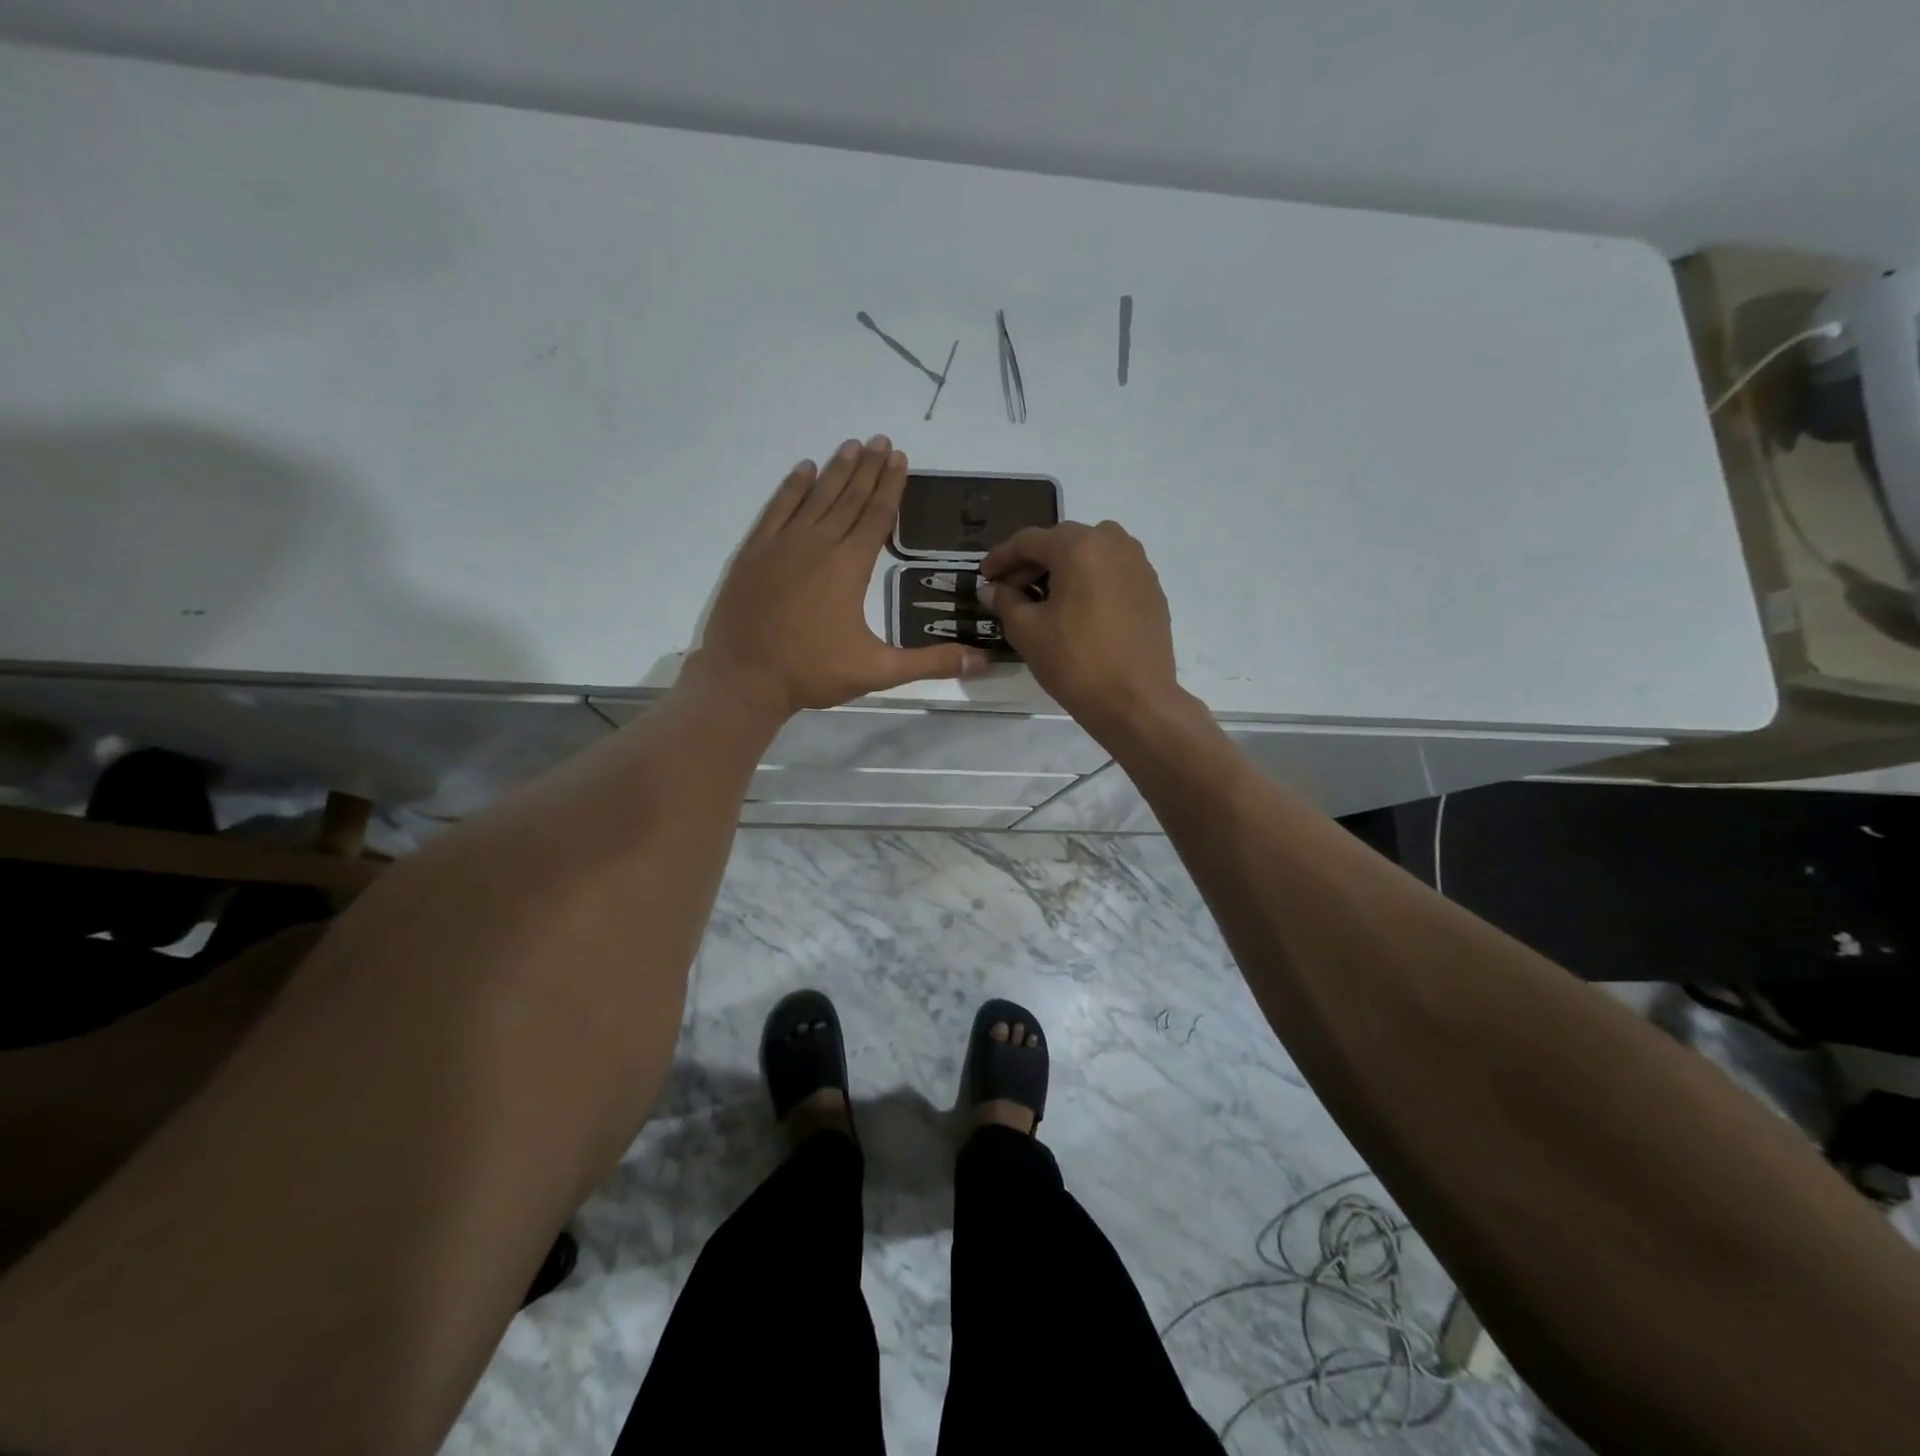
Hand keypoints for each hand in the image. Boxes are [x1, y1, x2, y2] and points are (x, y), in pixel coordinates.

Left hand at [690, 436, 990, 718]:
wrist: (744, 677)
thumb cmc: (812, 672)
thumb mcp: (878, 671)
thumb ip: (930, 663)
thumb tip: (982, 662)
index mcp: (849, 567)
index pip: (876, 516)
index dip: (891, 486)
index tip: (900, 457)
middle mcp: (818, 544)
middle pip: (848, 498)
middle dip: (869, 469)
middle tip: (882, 439)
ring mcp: (782, 545)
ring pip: (815, 497)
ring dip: (835, 470)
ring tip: (852, 445)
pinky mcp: (754, 552)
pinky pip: (777, 508)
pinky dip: (791, 487)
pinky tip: (803, 470)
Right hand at [979, 521, 1181, 732]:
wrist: (1135, 700)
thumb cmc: (1075, 662)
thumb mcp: (1027, 631)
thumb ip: (1005, 601)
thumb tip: (992, 589)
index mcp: (1079, 546)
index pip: (1029, 540)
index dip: (1001, 557)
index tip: (984, 576)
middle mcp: (1113, 543)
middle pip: (1063, 541)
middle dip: (1033, 562)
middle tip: (1011, 589)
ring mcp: (1139, 565)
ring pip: (1092, 552)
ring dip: (1064, 567)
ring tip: (1045, 598)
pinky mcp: (1152, 589)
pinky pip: (1113, 572)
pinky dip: (1090, 580)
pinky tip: (1078, 609)